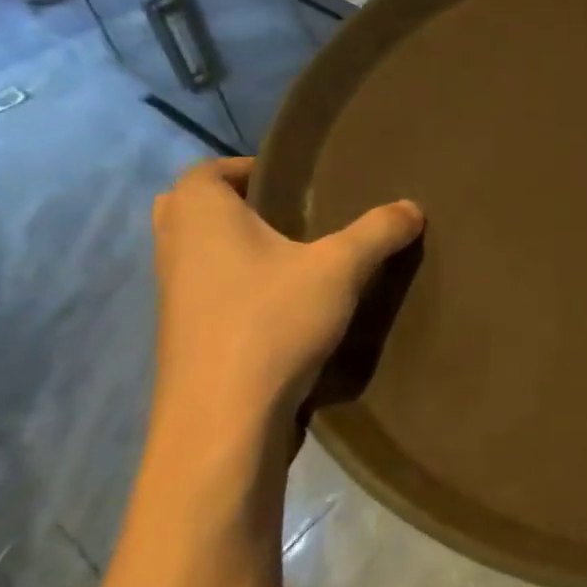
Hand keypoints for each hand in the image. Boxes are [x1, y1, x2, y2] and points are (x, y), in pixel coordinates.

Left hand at [150, 158, 421, 455]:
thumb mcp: (340, 269)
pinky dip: (234, 285)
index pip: (206, 170)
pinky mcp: (184, 337)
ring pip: (196, 253)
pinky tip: (283, 303)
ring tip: (292, 256)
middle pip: (190, 208)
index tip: (290, 180)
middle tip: (286, 212)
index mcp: (201, 217)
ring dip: (233, 247)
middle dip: (234, 204)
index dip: (244, 166)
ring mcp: (173, 297)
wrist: (223, 420)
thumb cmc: (272, 322)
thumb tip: (413, 207)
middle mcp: (175, 249)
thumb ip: (377, 232)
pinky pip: (205, 291)